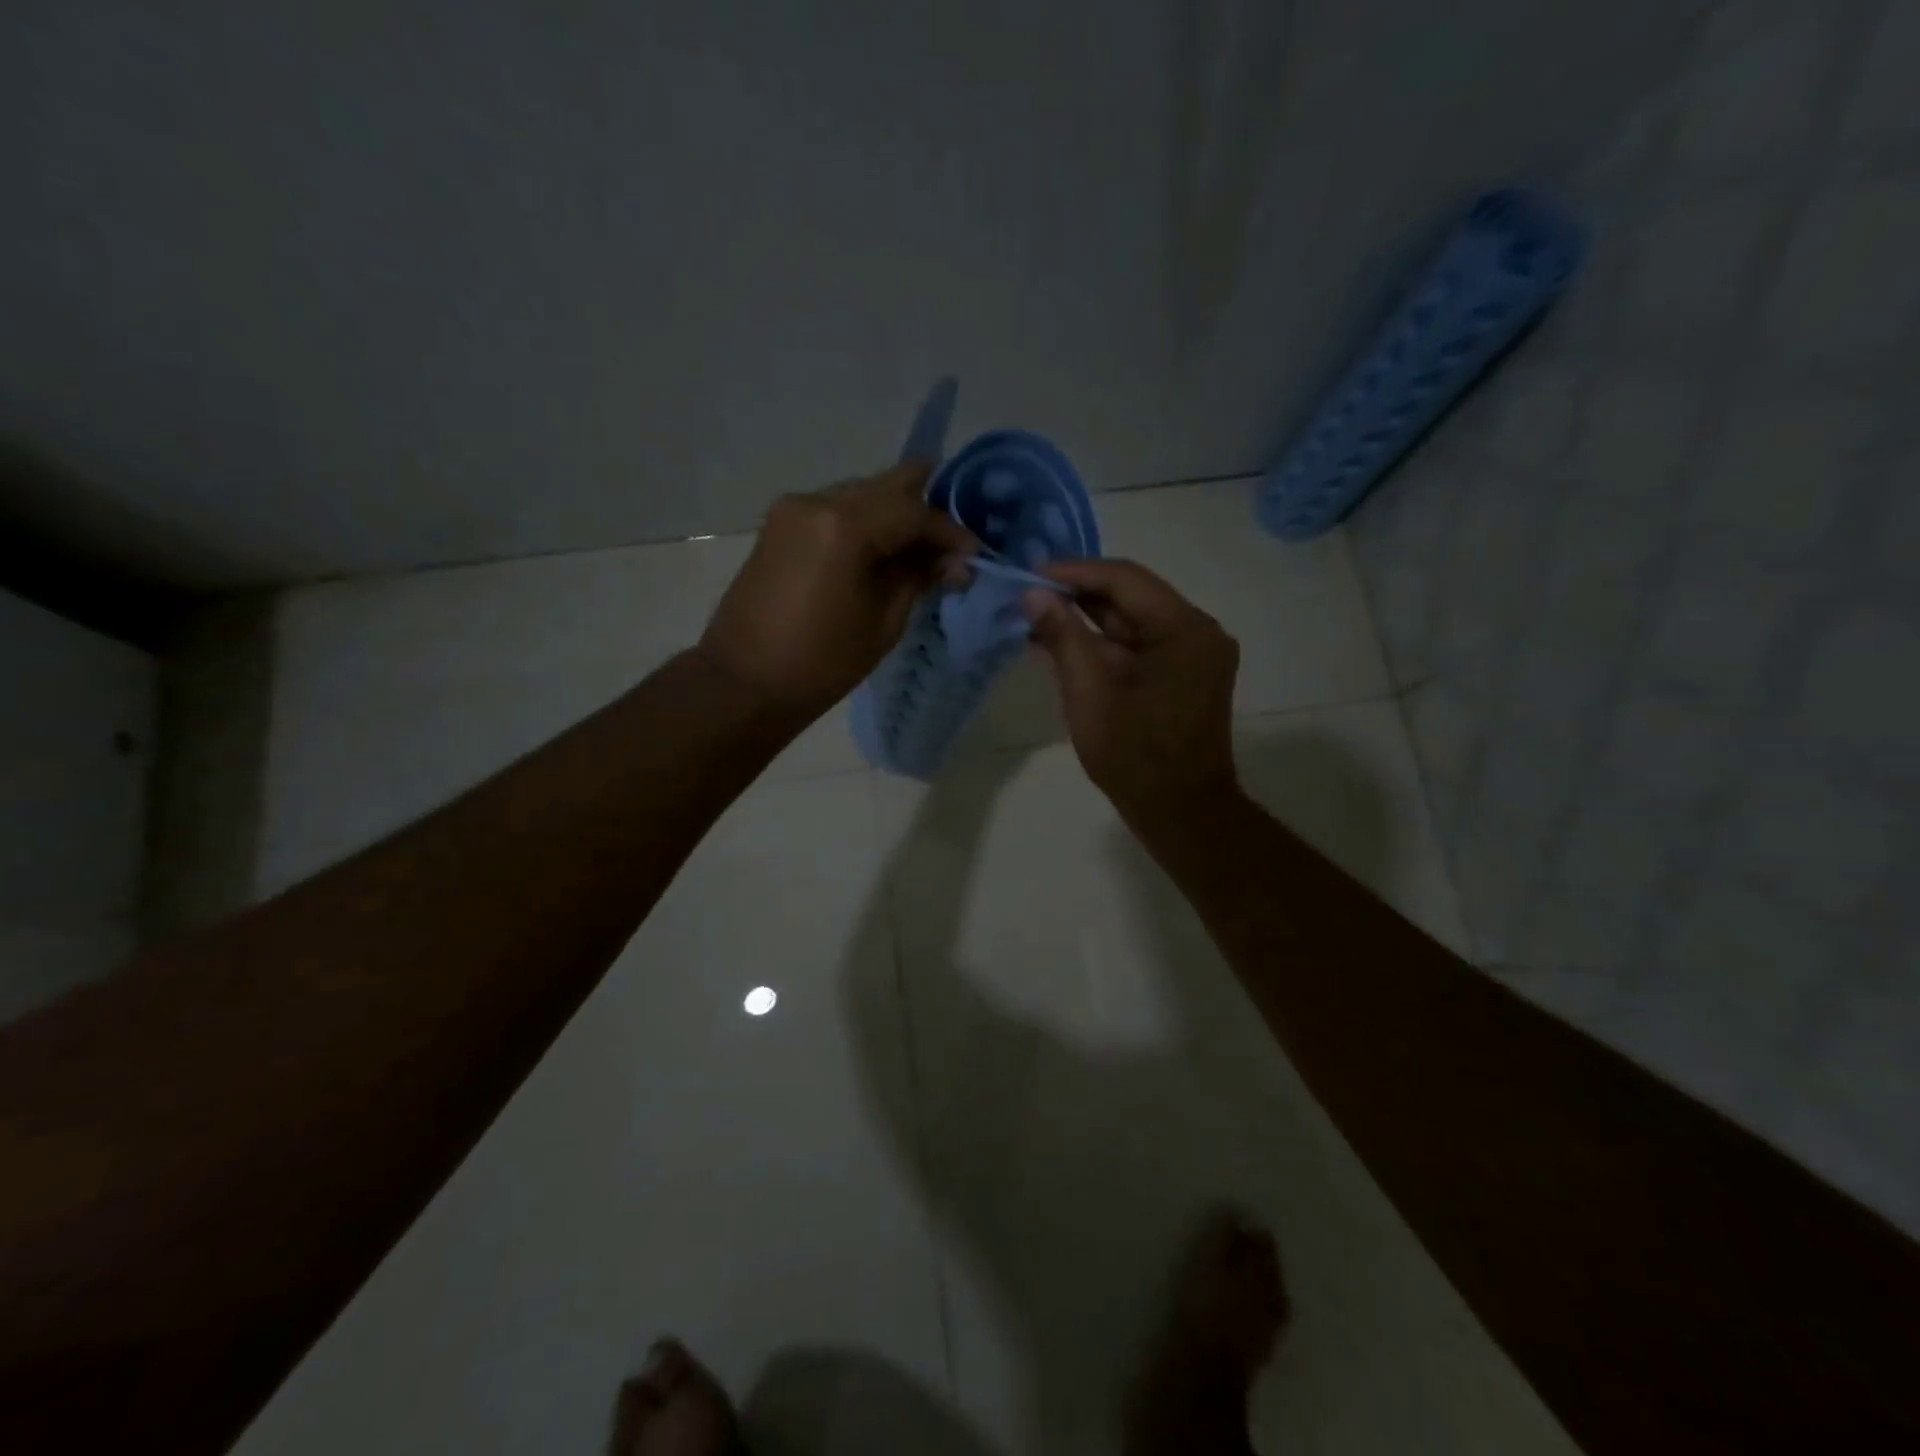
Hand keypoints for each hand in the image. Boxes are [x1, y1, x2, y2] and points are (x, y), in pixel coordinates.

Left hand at [699, 462, 975, 728]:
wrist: (744, 683)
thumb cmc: (821, 664)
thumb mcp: (883, 623)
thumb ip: (918, 578)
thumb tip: (954, 560)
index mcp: (844, 526)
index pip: (913, 510)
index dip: (949, 530)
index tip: (974, 553)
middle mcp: (816, 501)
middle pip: (887, 485)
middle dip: (925, 508)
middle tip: (952, 541)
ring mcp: (793, 508)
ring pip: (862, 493)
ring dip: (895, 514)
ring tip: (921, 550)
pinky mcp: (781, 524)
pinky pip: (837, 509)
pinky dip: (866, 522)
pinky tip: (884, 549)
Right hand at [1024, 559, 1241, 828]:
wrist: (1182, 813)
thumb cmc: (1134, 756)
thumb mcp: (1089, 693)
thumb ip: (1063, 637)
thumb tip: (1033, 594)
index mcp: (1184, 628)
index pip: (1123, 578)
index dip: (1073, 572)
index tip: (1029, 575)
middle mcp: (1198, 630)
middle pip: (1130, 596)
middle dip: (1077, 596)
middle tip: (1027, 597)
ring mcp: (1195, 654)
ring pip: (1133, 622)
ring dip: (1087, 621)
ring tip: (1037, 621)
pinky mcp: (1185, 675)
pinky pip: (1140, 646)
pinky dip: (1104, 646)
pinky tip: (1064, 646)